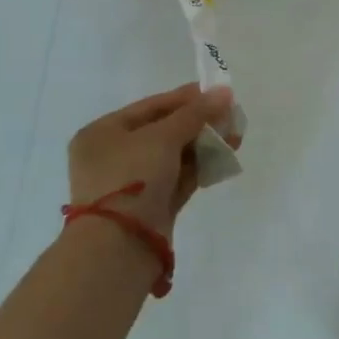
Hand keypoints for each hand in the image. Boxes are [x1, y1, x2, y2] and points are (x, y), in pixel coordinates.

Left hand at [67, 83, 237, 244]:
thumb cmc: (132, 177)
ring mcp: (132, 184)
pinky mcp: (151, 206)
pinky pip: (178, 178)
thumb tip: (225, 92)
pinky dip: (200, 167)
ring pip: (174, 156)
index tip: (218, 94)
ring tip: (235, 136)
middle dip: (199, 123)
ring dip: (204, 144)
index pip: (150, 107)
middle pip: (164, 131)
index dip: (186, 98)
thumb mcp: (163, 137)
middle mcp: (113, 156)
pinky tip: (225, 157)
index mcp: (103, 133)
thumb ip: (195, 113)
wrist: (119, 246)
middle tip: (231, 116)